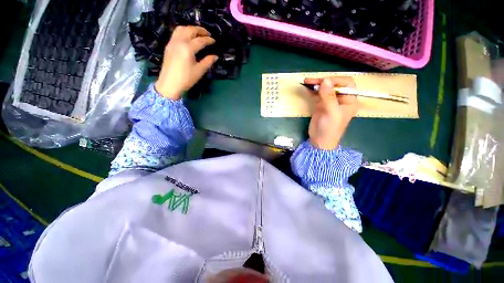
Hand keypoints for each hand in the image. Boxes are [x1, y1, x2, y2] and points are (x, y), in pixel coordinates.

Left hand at [155, 26, 217, 98]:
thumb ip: (208, 62)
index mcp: (188, 48)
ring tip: (197, 33)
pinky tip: (188, 37)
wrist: (169, 84)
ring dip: (190, 28)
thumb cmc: (186, 79)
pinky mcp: (168, 46)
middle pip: (190, 30)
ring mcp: (172, 43)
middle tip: (207, 34)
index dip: (208, 40)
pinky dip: (183, 31)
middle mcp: (179, 42)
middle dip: (200, 30)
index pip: (200, 40)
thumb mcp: (199, 71)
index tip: (214, 41)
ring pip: (181, 29)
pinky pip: (176, 33)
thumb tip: (215, 56)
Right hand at [305, 77, 358, 149]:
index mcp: (349, 100)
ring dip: (316, 85)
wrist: (319, 141)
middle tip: (309, 81)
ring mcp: (329, 102)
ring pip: (324, 89)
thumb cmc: (330, 129)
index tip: (322, 81)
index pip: (346, 83)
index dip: (335, 80)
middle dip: (323, 81)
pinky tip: (306, 89)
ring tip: (306, 83)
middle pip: (333, 85)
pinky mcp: (320, 105)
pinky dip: (312, 91)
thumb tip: (325, 80)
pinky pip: (317, 95)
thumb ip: (328, 96)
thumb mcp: (331, 112)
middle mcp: (340, 99)